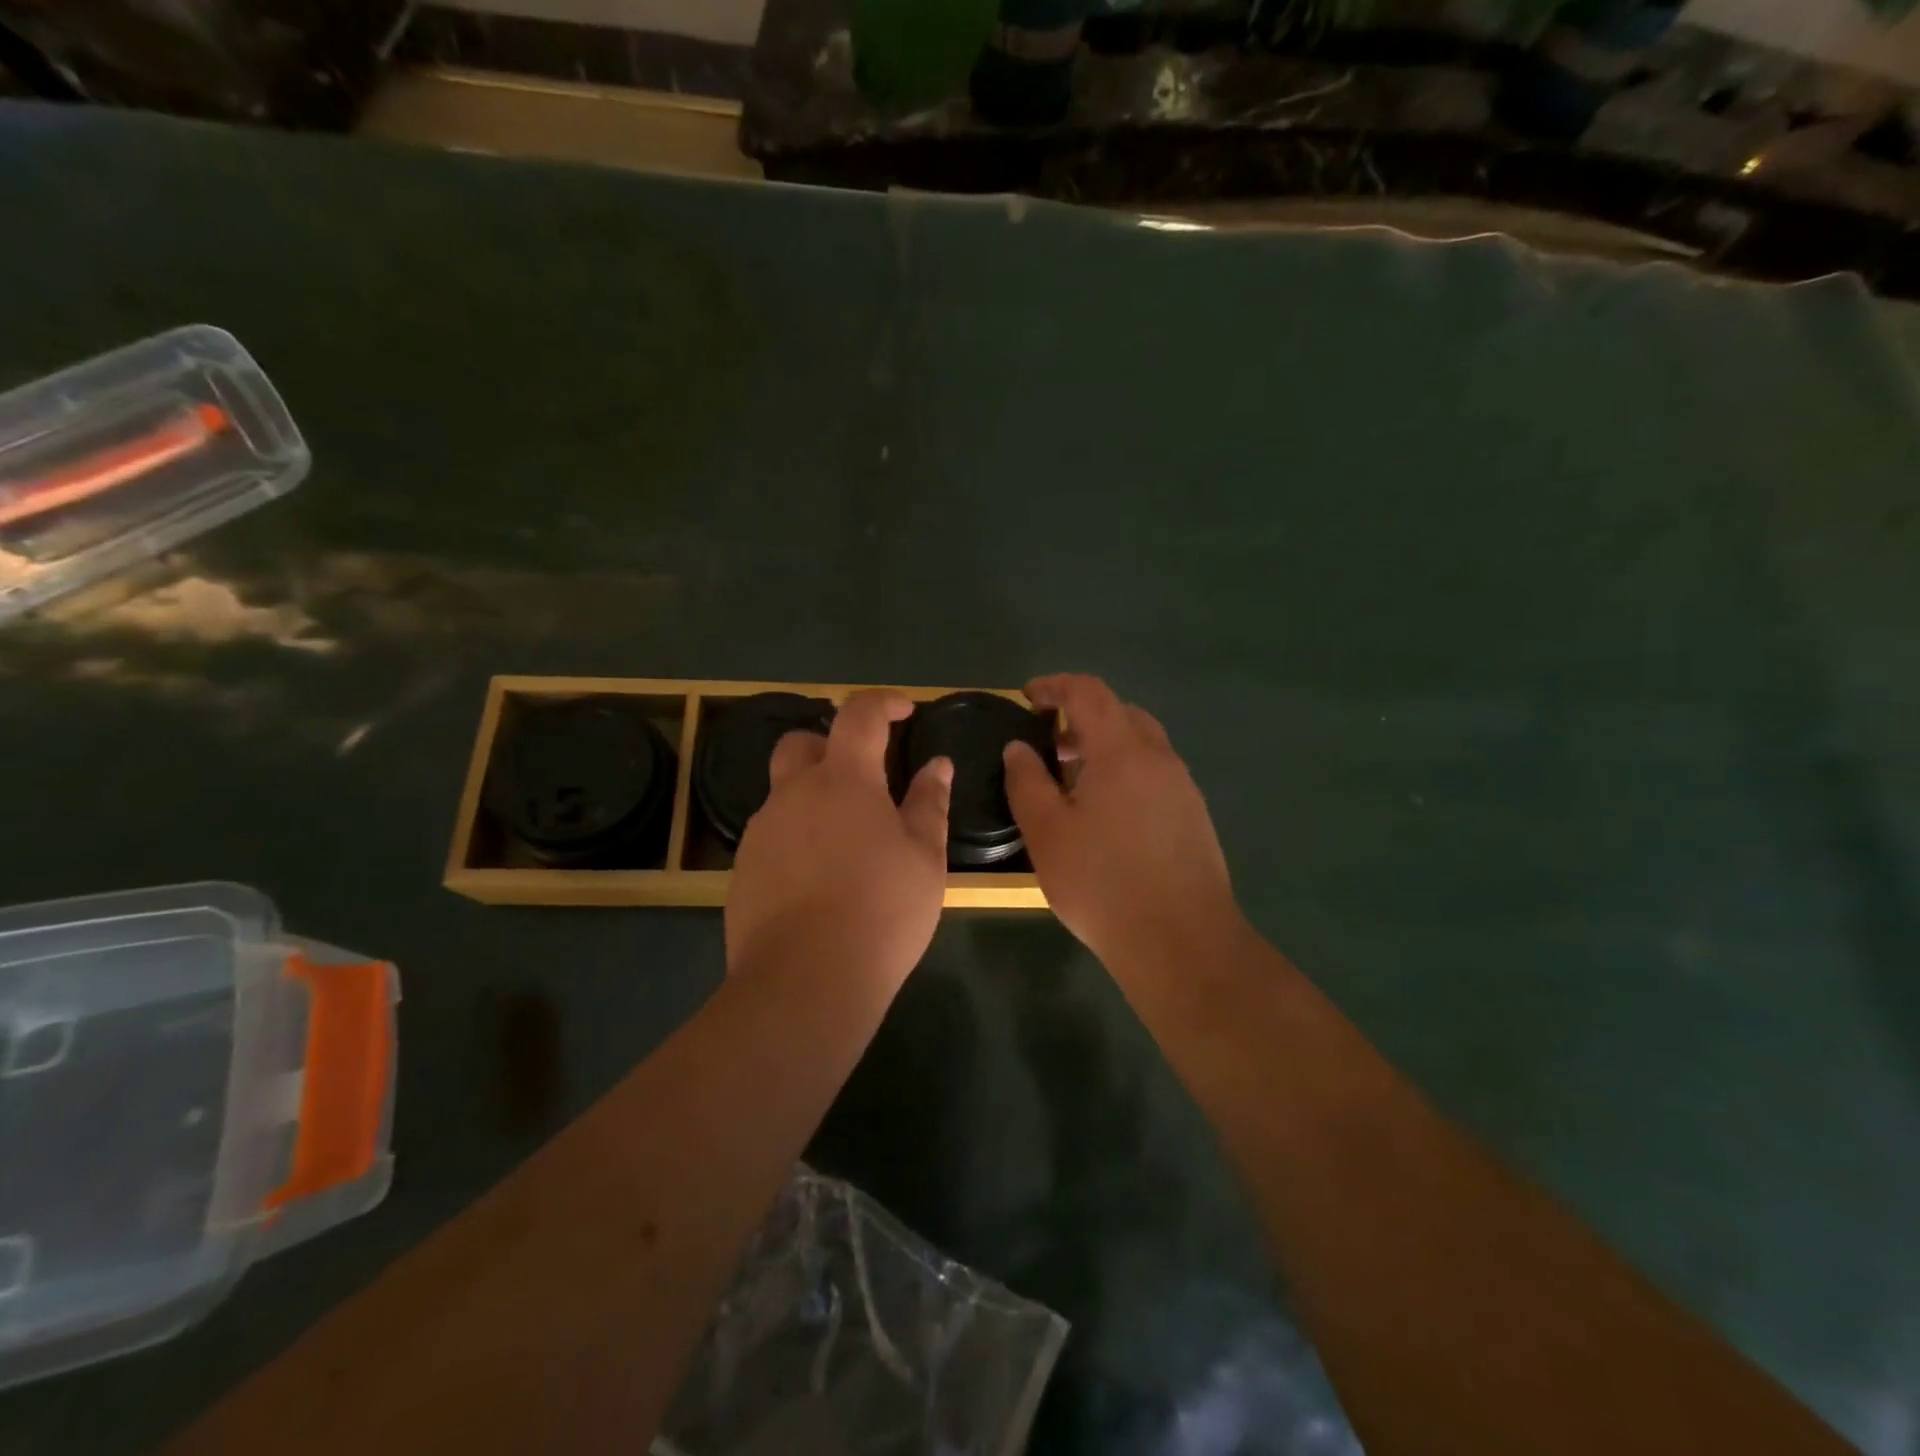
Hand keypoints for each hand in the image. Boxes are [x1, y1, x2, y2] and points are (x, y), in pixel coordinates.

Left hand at [727, 690, 951, 993]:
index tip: (905, 711)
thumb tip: (937, 765)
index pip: (859, 714)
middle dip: (832, 745)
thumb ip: (929, 803)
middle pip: (802, 743)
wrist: (805, 981)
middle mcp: (793, 794)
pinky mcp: (743, 869)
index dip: (883, 702)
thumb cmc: (881, 911)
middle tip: (865, 777)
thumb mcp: (924, 857)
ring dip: (814, 798)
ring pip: (785, 793)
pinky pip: (773, 835)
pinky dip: (798, 838)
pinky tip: (819, 879)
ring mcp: (762, 831)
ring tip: (847, 843)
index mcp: (843, 780)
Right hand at [1004, 673, 1242, 973]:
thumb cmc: (1102, 882)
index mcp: (1121, 750)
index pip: (1088, 692)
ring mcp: (1182, 785)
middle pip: (1119, 711)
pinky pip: (1154, 771)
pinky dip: (1125, 769)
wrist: (1181, 940)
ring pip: (1141, 743)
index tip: (1028, 697)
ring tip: (1073, 778)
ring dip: (1105, 744)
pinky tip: (1107, 811)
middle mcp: (1158, 756)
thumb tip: (1019, 748)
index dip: (1055, 686)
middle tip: (1048, 742)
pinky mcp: (1194, 814)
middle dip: (1080, 715)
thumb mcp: (1046, 832)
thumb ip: (1027, 781)